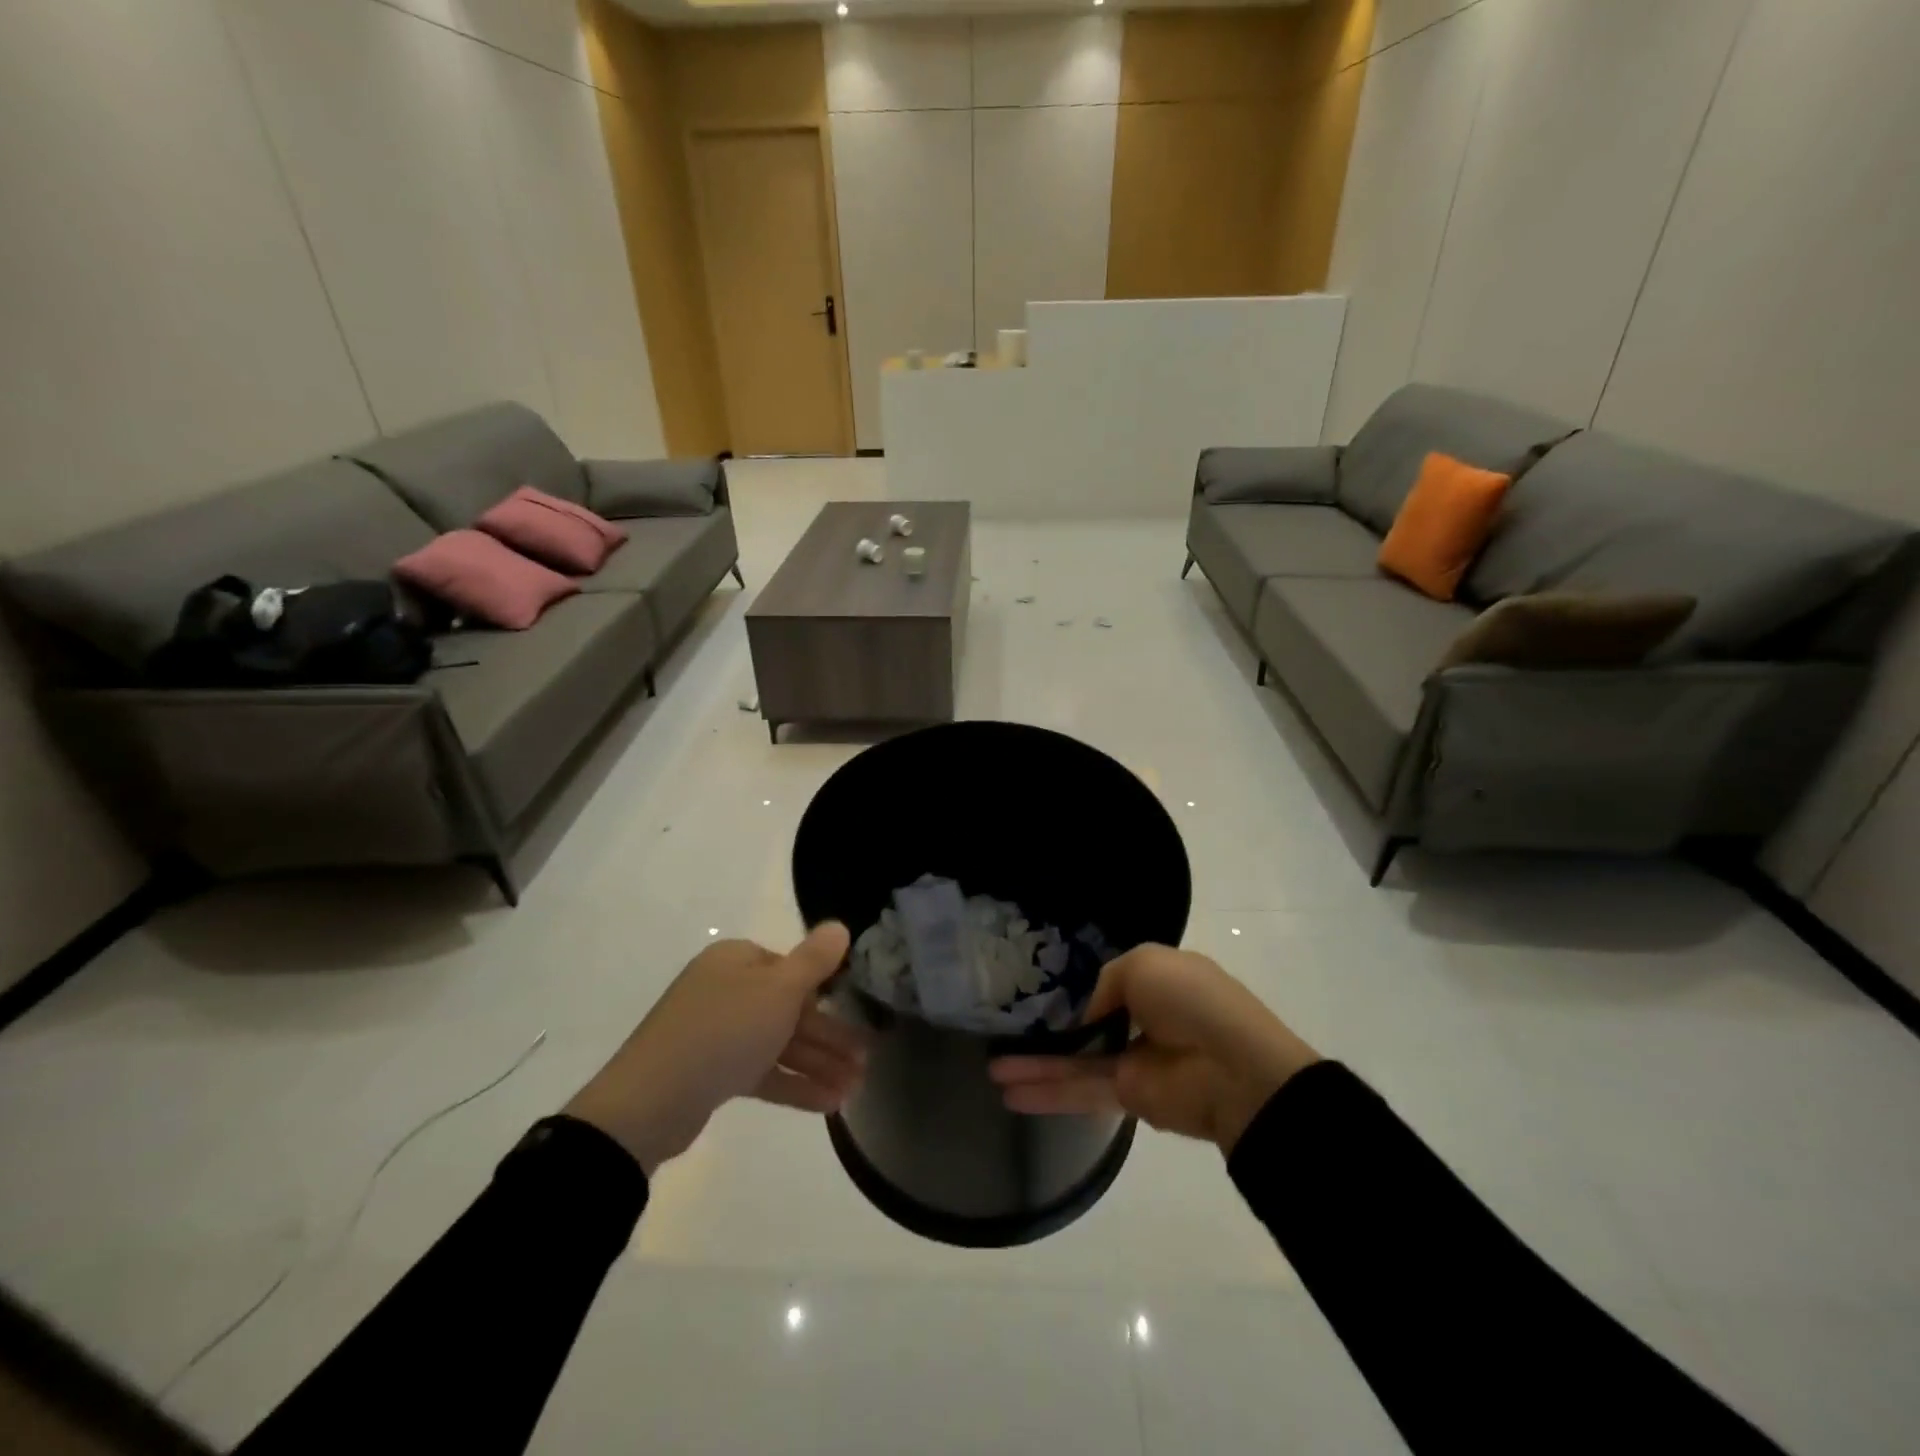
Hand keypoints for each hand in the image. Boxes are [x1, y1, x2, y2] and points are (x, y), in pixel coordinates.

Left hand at [564, 923, 864, 1175]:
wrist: (650, 1103)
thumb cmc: (723, 1031)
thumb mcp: (779, 990)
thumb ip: (814, 960)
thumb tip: (840, 926)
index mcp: (737, 960)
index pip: (791, 968)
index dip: (825, 991)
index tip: (856, 1013)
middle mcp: (726, 990)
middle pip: (789, 1009)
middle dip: (830, 1036)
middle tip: (866, 1060)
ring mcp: (717, 1033)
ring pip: (779, 1043)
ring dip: (819, 1064)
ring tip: (855, 1088)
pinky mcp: (713, 1073)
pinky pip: (763, 1072)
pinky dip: (794, 1085)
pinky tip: (829, 1103)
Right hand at [989, 945, 1317, 1153]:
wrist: (1236, 1069)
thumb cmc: (1193, 1000)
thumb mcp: (1145, 963)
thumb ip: (1106, 981)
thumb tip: (1087, 1014)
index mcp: (1157, 981)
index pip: (1110, 981)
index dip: (1076, 984)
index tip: (1036, 985)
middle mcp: (1143, 1018)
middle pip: (1085, 1023)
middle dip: (1047, 1028)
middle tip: (1004, 1030)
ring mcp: (1134, 1060)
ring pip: (1074, 1060)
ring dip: (1035, 1065)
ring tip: (991, 1070)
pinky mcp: (1128, 1096)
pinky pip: (1079, 1088)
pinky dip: (1045, 1090)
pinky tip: (1009, 1091)